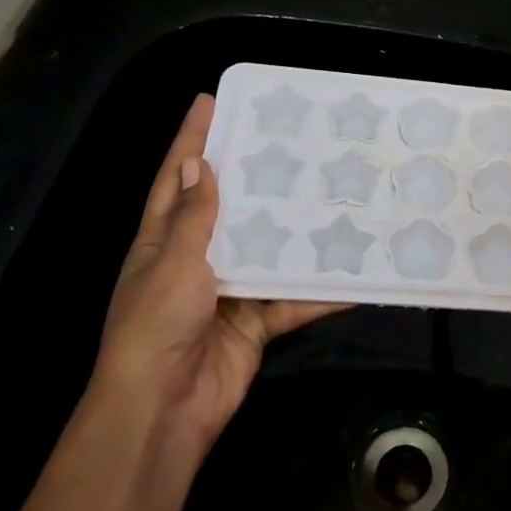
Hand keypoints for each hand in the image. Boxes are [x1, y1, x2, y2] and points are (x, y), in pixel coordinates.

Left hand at [93, 93, 333, 461]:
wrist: (165, 409)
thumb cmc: (157, 325)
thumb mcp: (173, 263)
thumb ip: (193, 218)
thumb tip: (200, 164)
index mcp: (163, 240)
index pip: (178, 178)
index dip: (191, 139)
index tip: (210, 100)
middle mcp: (196, 259)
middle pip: (229, 207)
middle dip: (255, 176)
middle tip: (291, 140)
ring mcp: (228, 291)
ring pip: (268, 250)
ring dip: (296, 230)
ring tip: (332, 192)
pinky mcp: (256, 321)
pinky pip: (292, 299)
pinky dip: (320, 292)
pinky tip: (353, 272)